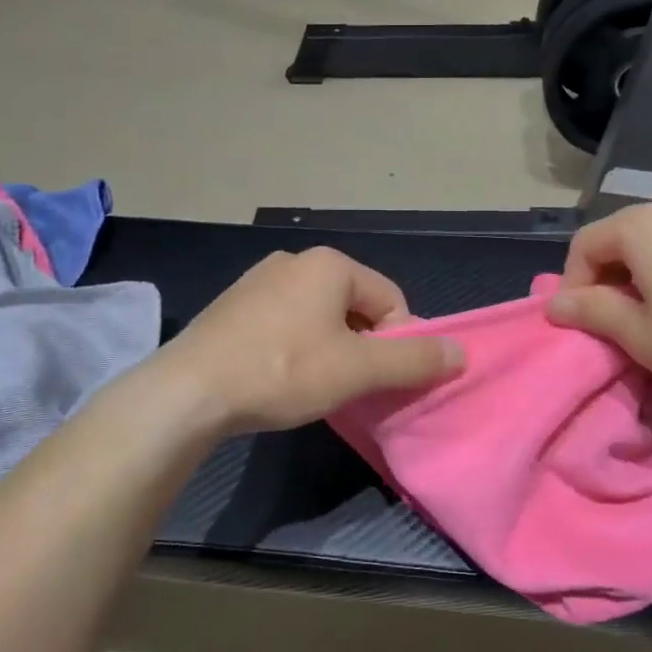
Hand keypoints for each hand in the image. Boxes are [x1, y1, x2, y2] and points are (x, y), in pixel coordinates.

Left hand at [151, 247, 464, 433]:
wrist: (189, 391)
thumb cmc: (282, 371)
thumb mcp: (357, 370)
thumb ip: (414, 360)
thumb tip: (462, 353)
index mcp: (330, 264)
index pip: (391, 300)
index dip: (398, 343)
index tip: (382, 380)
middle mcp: (295, 260)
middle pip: (355, 307)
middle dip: (363, 347)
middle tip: (352, 387)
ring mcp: (259, 281)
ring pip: (320, 317)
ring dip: (331, 350)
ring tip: (316, 387)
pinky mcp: (234, 307)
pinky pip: (285, 324)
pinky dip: (297, 349)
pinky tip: (282, 378)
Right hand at [546, 202, 651, 407]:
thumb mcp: (639, 335)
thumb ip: (591, 312)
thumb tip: (554, 304)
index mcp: (642, 226)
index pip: (584, 245)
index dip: (573, 286)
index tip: (582, 325)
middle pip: (619, 238)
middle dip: (606, 280)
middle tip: (614, 324)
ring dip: (639, 277)